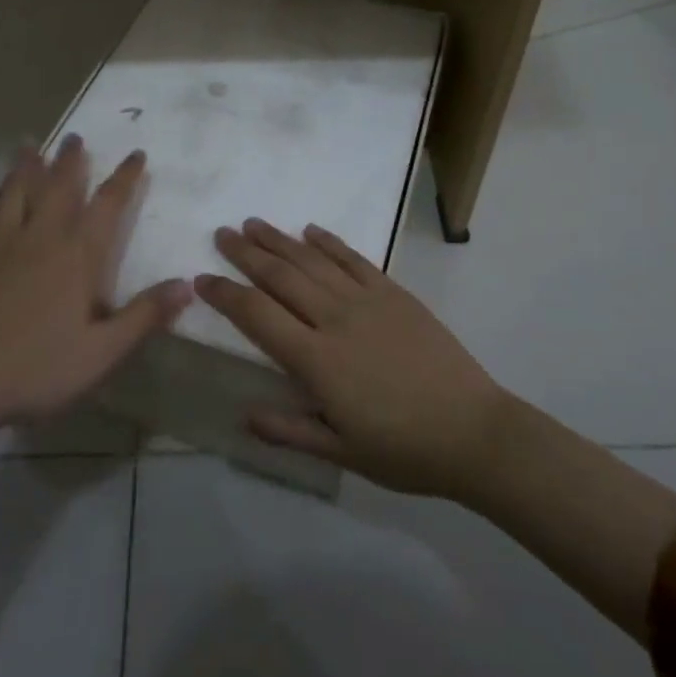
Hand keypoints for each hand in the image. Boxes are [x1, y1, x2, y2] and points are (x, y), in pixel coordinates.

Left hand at [0, 137, 191, 429]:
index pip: (108, 204)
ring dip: (26, 163)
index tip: (136, 155)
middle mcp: (41, 236)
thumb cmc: (38, 368)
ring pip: (16, 188)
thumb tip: (186, 285)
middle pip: (58, 185)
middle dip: (70, 158)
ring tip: (30, 143)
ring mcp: (1, 241)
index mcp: (78, 256)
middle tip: (75, 136)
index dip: (125, 177)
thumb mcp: (102, 352)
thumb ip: (145, 316)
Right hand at [195, 219, 506, 498]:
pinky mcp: (394, 293)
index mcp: (317, 360)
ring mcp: (367, 300)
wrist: (473, 431)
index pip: (257, 316)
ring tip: (253, 224)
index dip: (226, 295)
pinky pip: (354, 259)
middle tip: (221, 234)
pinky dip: (329, 242)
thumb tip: (242, 415)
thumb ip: (289, 430)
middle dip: (246, 253)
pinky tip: (310, 230)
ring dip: (279, 239)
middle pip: (280, 276)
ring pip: (312, 260)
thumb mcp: (341, 452)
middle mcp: (335, 319)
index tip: (202, 279)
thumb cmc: (403, 449)